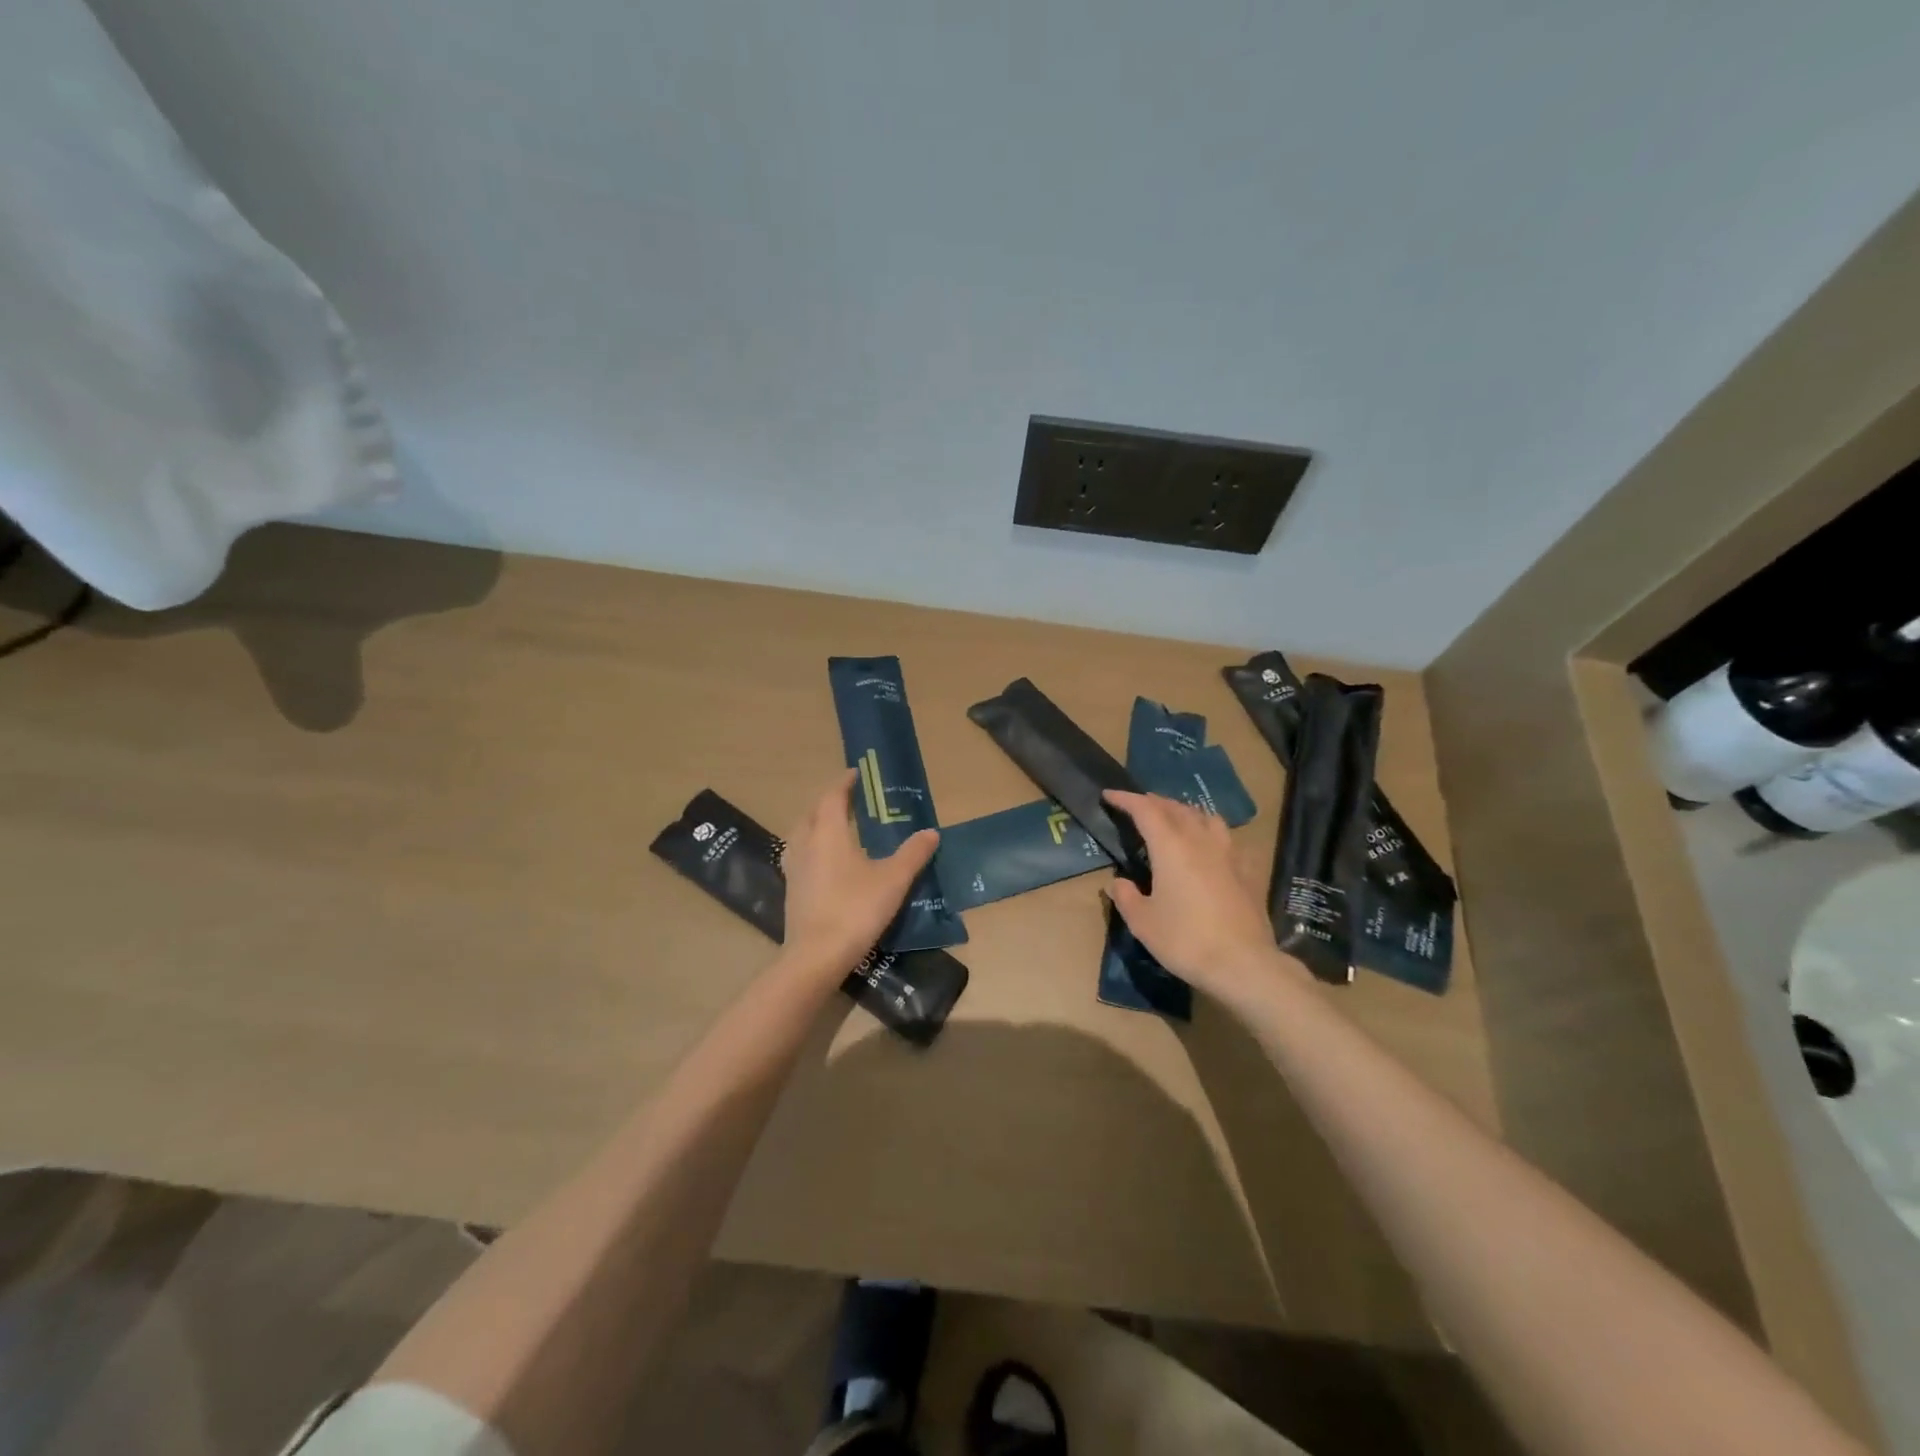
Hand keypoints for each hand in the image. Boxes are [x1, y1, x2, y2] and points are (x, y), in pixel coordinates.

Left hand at [779, 770, 939, 979]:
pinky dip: (811, 848)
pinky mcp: (792, 891)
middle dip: (828, 802)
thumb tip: (931, 832)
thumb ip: (913, 854)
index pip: (832, 797)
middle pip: (812, 812)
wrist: (816, 956)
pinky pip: (799, 856)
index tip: (855, 774)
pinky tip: (825, 863)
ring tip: (835, 827)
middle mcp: (805, 844)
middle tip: (848, 800)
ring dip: (815, 824)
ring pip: (801, 834)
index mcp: (828, 833)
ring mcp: (794, 869)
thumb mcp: (893, 880)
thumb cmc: (855, 909)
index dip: (843, 783)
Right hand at [1103, 790, 1298, 1002]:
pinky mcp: (1247, 871)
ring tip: (1175, 819)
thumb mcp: (1143, 922)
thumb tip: (1118, 882)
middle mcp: (1200, 841)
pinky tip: (1211, 847)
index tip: (1109, 795)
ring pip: (1206, 817)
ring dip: (1185, 811)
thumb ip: (1126, 896)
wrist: (1243, 964)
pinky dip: (1212, 833)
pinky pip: (1228, 839)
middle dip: (1154, 802)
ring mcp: (1228, 854)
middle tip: (1138, 806)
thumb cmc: (1185, 940)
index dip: (1126, 799)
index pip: (1145, 810)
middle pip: (1176, 808)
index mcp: (1170, 847)